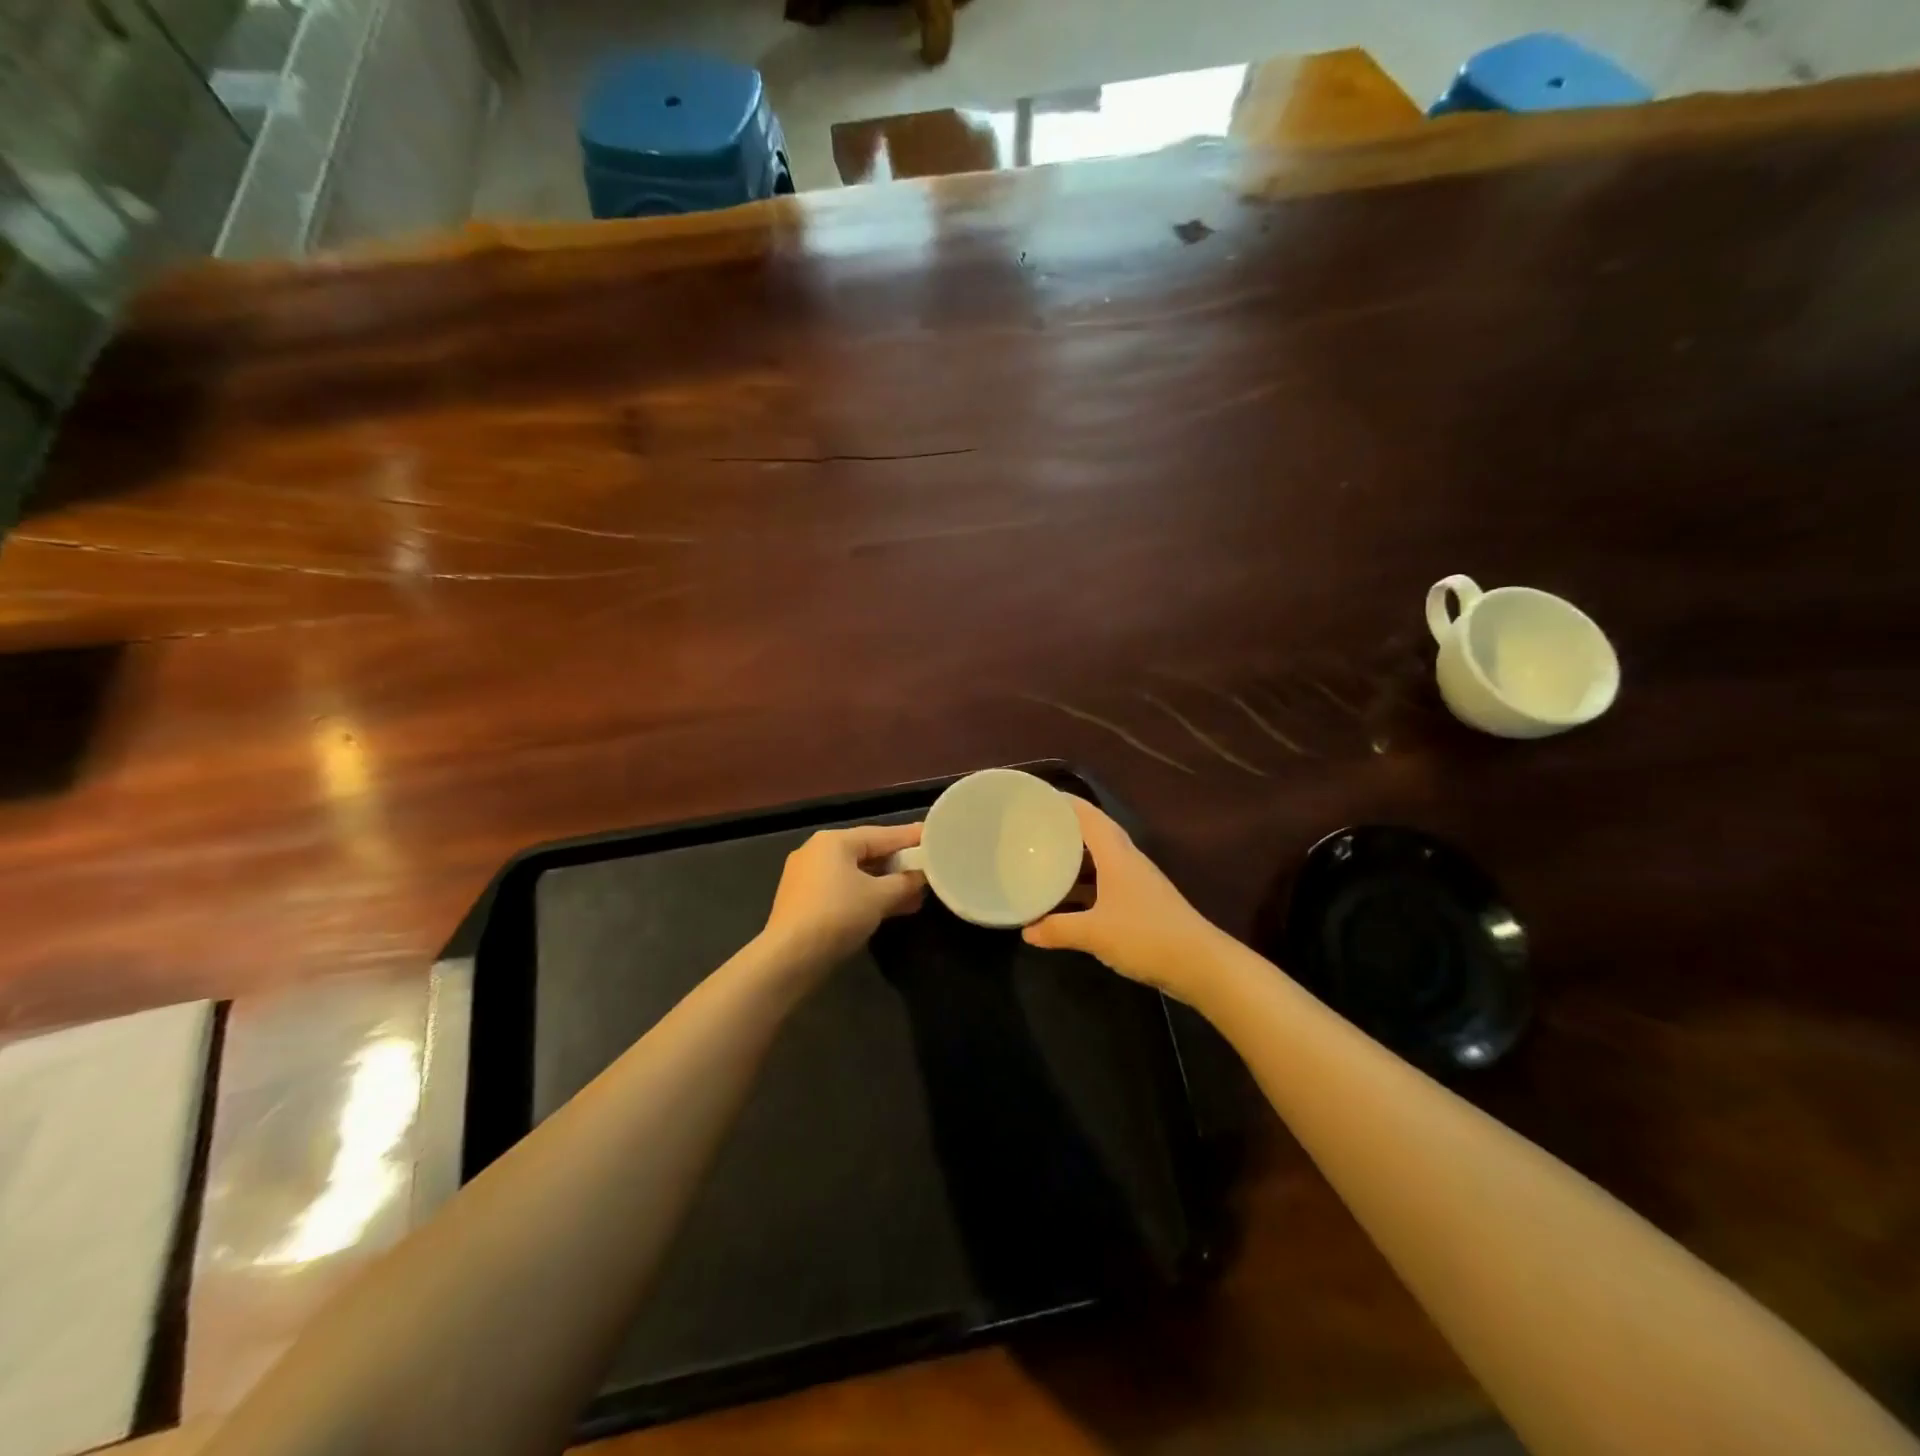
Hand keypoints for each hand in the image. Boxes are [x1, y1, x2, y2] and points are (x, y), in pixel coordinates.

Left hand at [760, 822, 926, 967]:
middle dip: (899, 864)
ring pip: (856, 874)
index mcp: (834, 841)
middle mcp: (817, 852)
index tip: (935, 836)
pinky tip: (891, 908)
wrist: (789, 958)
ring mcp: (807, 877)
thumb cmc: (837, 915)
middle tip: (929, 867)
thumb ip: (905, 882)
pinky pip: (844, 890)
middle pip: (868, 852)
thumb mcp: (879, 897)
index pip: (882, 834)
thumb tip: (922, 876)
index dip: (911, 837)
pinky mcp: (805, 902)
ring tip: (917, 894)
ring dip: (886, 884)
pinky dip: (867, 896)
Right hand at [1023, 798, 1222, 1000]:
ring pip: (1101, 860)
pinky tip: (1070, 899)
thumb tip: (1026, 931)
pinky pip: (1107, 882)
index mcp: (1116, 855)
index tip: (1039, 798)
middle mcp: (1128, 861)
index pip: (1088, 816)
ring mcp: (1138, 882)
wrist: (1200, 964)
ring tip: (1046, 861)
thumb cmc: (1145, 936)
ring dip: (1076, 859)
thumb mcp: (1094, 933)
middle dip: (1066, 830)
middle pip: (1095, 834)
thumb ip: (1058, 929)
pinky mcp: (1143, 902)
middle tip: (1035, 831)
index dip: (1065, 803)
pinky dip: (1087, 884)